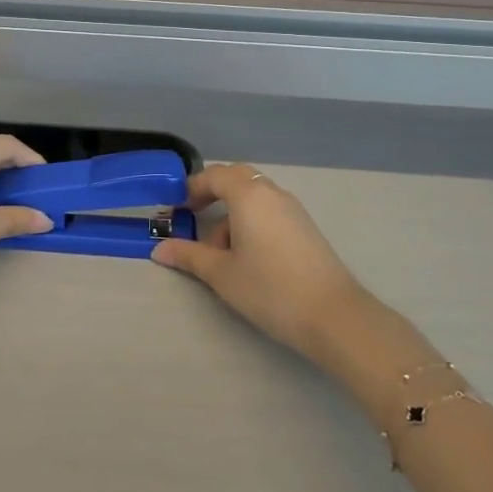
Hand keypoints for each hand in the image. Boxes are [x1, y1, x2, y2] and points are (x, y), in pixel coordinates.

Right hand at [151, 164, 372, 360]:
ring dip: (232, 214)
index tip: (176, 209)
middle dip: (212, 194)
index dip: (191, 188)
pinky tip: (249, 258)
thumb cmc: (269, 289)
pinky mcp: (305, 227)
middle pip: (237, 179)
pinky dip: (251, 223)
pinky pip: (269, 211)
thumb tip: (159, 249)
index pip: (214, 175)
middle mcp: (272, 193)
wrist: (333, 315)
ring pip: (254, 197)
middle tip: (195, 218)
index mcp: (249, 195)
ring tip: (221, 254)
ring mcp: (293, 209)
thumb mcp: (221, 274)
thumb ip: (189, 256)